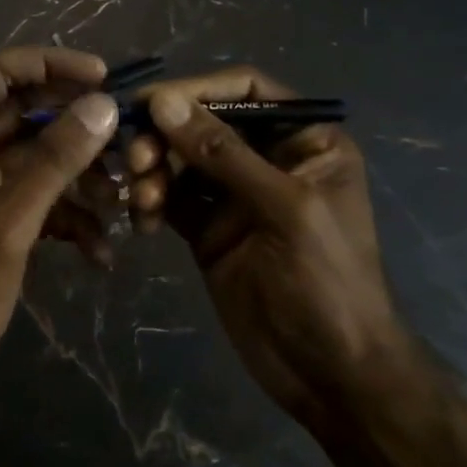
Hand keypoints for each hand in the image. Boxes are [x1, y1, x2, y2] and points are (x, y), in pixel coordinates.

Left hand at [0, 47, 119, 413]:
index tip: (100, 76)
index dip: (49, 64)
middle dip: (75, 125)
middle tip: (124, 133)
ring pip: (37, 162)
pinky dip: (69, 220)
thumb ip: (56, 158)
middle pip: (24, 115)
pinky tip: (100, 252)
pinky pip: (38, 204)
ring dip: (79, 177)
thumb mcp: (9, 219)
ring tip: (120, 199)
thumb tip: (102, 104)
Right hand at [127, 67, 409, 428]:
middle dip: (166, 135)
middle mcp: (267, 157)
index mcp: (303, 140)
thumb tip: (164, 102)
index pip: (245, 89)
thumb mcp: (284, 209)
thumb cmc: (328, 282)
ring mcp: (234, 195)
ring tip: (141, 196)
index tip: (150, 102)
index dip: (197, 88)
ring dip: (153, 170)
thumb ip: (224, 154)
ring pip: (180, 160)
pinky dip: (151, 202)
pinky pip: (170, 198)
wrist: (332, 377)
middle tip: (135, 157)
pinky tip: (142, 222)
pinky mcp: (208, 229)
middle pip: (203, 123)